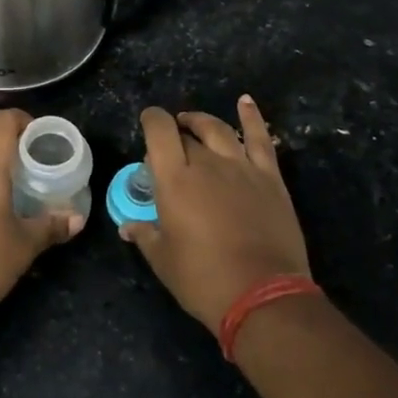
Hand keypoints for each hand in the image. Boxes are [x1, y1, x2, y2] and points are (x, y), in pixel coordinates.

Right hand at [122, 95, 311, 329]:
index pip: (159, 132)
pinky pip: (260, 139)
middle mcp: (207, 164)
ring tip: (193, 121)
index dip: (151, 120)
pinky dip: (252, 117)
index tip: (147, 123)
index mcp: (175, 180)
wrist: (262, 295)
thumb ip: (145, 235)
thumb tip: (128, 226)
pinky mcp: (270, 178)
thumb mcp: (163, 260)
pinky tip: (245, 101)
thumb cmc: (203, 279)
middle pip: (187, 136)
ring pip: (219, 130)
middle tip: (168, 148)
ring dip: (202, 121)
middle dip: (174, 135)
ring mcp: (242, 168)